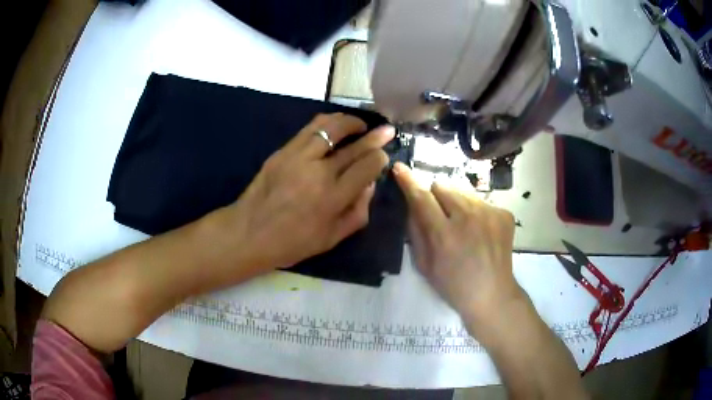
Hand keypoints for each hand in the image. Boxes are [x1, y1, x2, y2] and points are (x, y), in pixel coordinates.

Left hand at [225, 113, 393, 271]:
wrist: (249, 233)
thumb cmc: (292, 243)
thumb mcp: (332, 239)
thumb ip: (357, 212)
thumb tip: (369, 185)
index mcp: (333, 197)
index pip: (367, 166)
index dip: (380, 158)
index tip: (384, 156)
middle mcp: (319, 172)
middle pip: (354, 146)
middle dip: (375, 136)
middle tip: (387, 130)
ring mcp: (299, 157)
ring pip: (331, 127)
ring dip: (350, 122)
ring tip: (360, 124)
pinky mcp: (283, 151)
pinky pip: (310, 128)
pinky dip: (327, 122)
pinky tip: (334, 126)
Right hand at [393, 162, 521, 323]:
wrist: (492, 294)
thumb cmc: (453, 285)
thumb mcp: (424, 264)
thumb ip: (415, 231)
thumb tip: (410, 203)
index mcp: (445, 235)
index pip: (422, 197)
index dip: (408, 181)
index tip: (399, 168)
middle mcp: (469, 217)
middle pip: (442, 185)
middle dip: (435, 196)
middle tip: (439, 216)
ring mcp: (490, 213)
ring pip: (462, 191)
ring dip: (456, 202)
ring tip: (462, 225)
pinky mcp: (504, 213)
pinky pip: (481, 200)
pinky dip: (475, 211)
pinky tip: (479, 230)